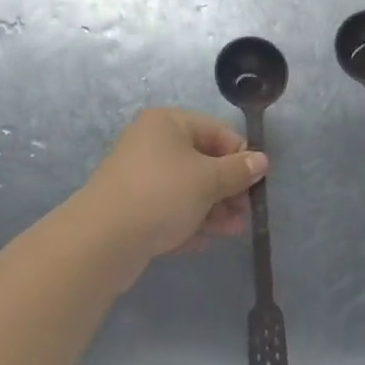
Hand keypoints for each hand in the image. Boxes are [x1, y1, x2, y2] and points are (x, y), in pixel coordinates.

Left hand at [78, 108, 268, 265]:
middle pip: (201, 160)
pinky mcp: (131, 207)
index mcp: (167, 123)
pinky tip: (201, 241)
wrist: (103, 239)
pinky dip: (187, 222)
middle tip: (245, 213)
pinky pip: (168, 209)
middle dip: (227, 188)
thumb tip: (261, 160)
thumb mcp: (207, 180)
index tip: (257, 183)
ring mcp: (139, 176)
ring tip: (232, 232)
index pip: (215, 130)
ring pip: (186, 188)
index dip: (240, 155)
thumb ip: (237, 170)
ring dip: (212, 209)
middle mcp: (151, 143)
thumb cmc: (162, 194)